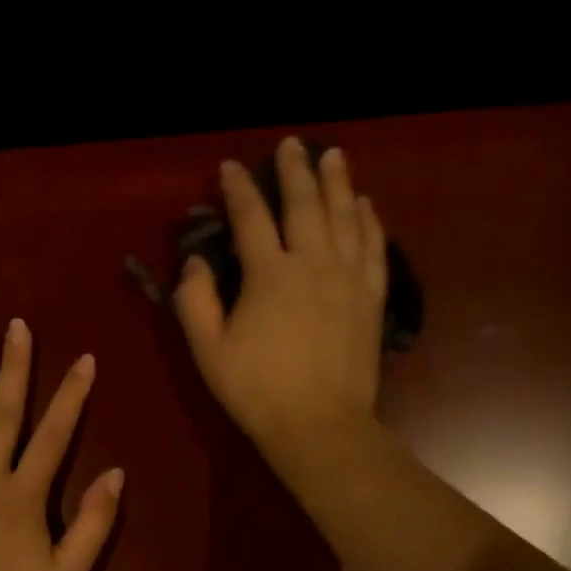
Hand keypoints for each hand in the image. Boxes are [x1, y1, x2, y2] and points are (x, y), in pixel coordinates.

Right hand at [174, 137, 388, 465]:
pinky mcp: (372, 298)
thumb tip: (195, 261)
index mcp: (269, 274)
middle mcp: (313, 263)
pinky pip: (375, 247)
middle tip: (291, 145)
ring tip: (333, 156)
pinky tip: (366, 205)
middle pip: (305, 204)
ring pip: (346, 216)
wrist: (320, 425)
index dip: (238, 189)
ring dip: (338, 183)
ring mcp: (348, 278)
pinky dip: (370, 221)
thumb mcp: (208, 351)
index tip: (229, 168)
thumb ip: (196, 301)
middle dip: (294, 170)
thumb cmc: (257, 391)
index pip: (250, 217)